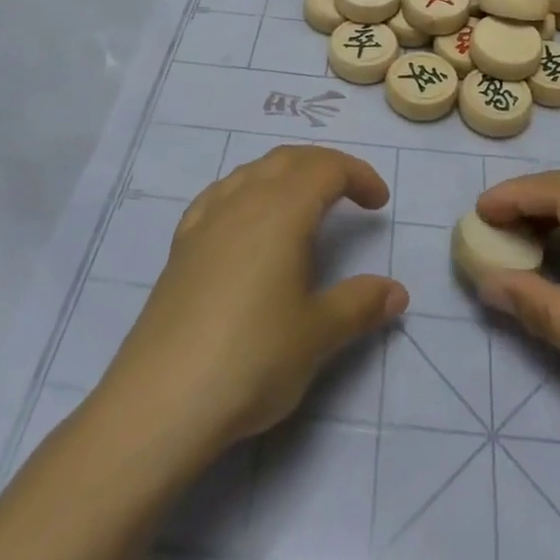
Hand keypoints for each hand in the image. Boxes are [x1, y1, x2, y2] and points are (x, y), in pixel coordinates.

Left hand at [97, 145, 408, 458]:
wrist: (161, 400)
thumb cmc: (252, 358)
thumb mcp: (318, 335)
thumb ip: (360, 305)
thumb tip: (398, 292)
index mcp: (282, 210)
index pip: (326, 168)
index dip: (358, 175)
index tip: (379, 202)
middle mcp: (243, 200)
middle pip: (289, 159)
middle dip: (325, 166)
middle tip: (351, 193)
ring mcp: (206, 220)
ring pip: (252, 171)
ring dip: (286, 173)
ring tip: (305, 203)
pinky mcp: (181, 245)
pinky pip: (220, 195)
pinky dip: (246, 190)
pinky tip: (246, 219)